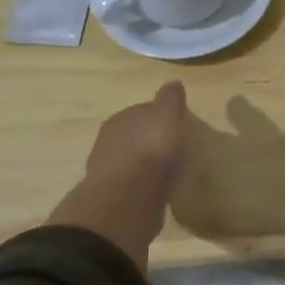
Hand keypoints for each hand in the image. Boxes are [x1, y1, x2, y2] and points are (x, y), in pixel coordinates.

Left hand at [50, 82, 190, 265]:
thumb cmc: (151, 150)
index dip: (160, 117)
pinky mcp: (113, 199)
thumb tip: (173, 83)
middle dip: (150, 141)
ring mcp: (108, 172)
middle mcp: (108, 142)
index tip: (177, 125)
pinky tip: (159, 191)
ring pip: (132, 162)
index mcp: (121, 119)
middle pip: (134, 136)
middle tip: (174, 148)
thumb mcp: (168, 115)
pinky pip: (134, 186)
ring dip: (146, 165)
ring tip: (169, 171)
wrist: (128, 200)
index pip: (141, 112)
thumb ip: (170, 99)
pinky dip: (145, 186)